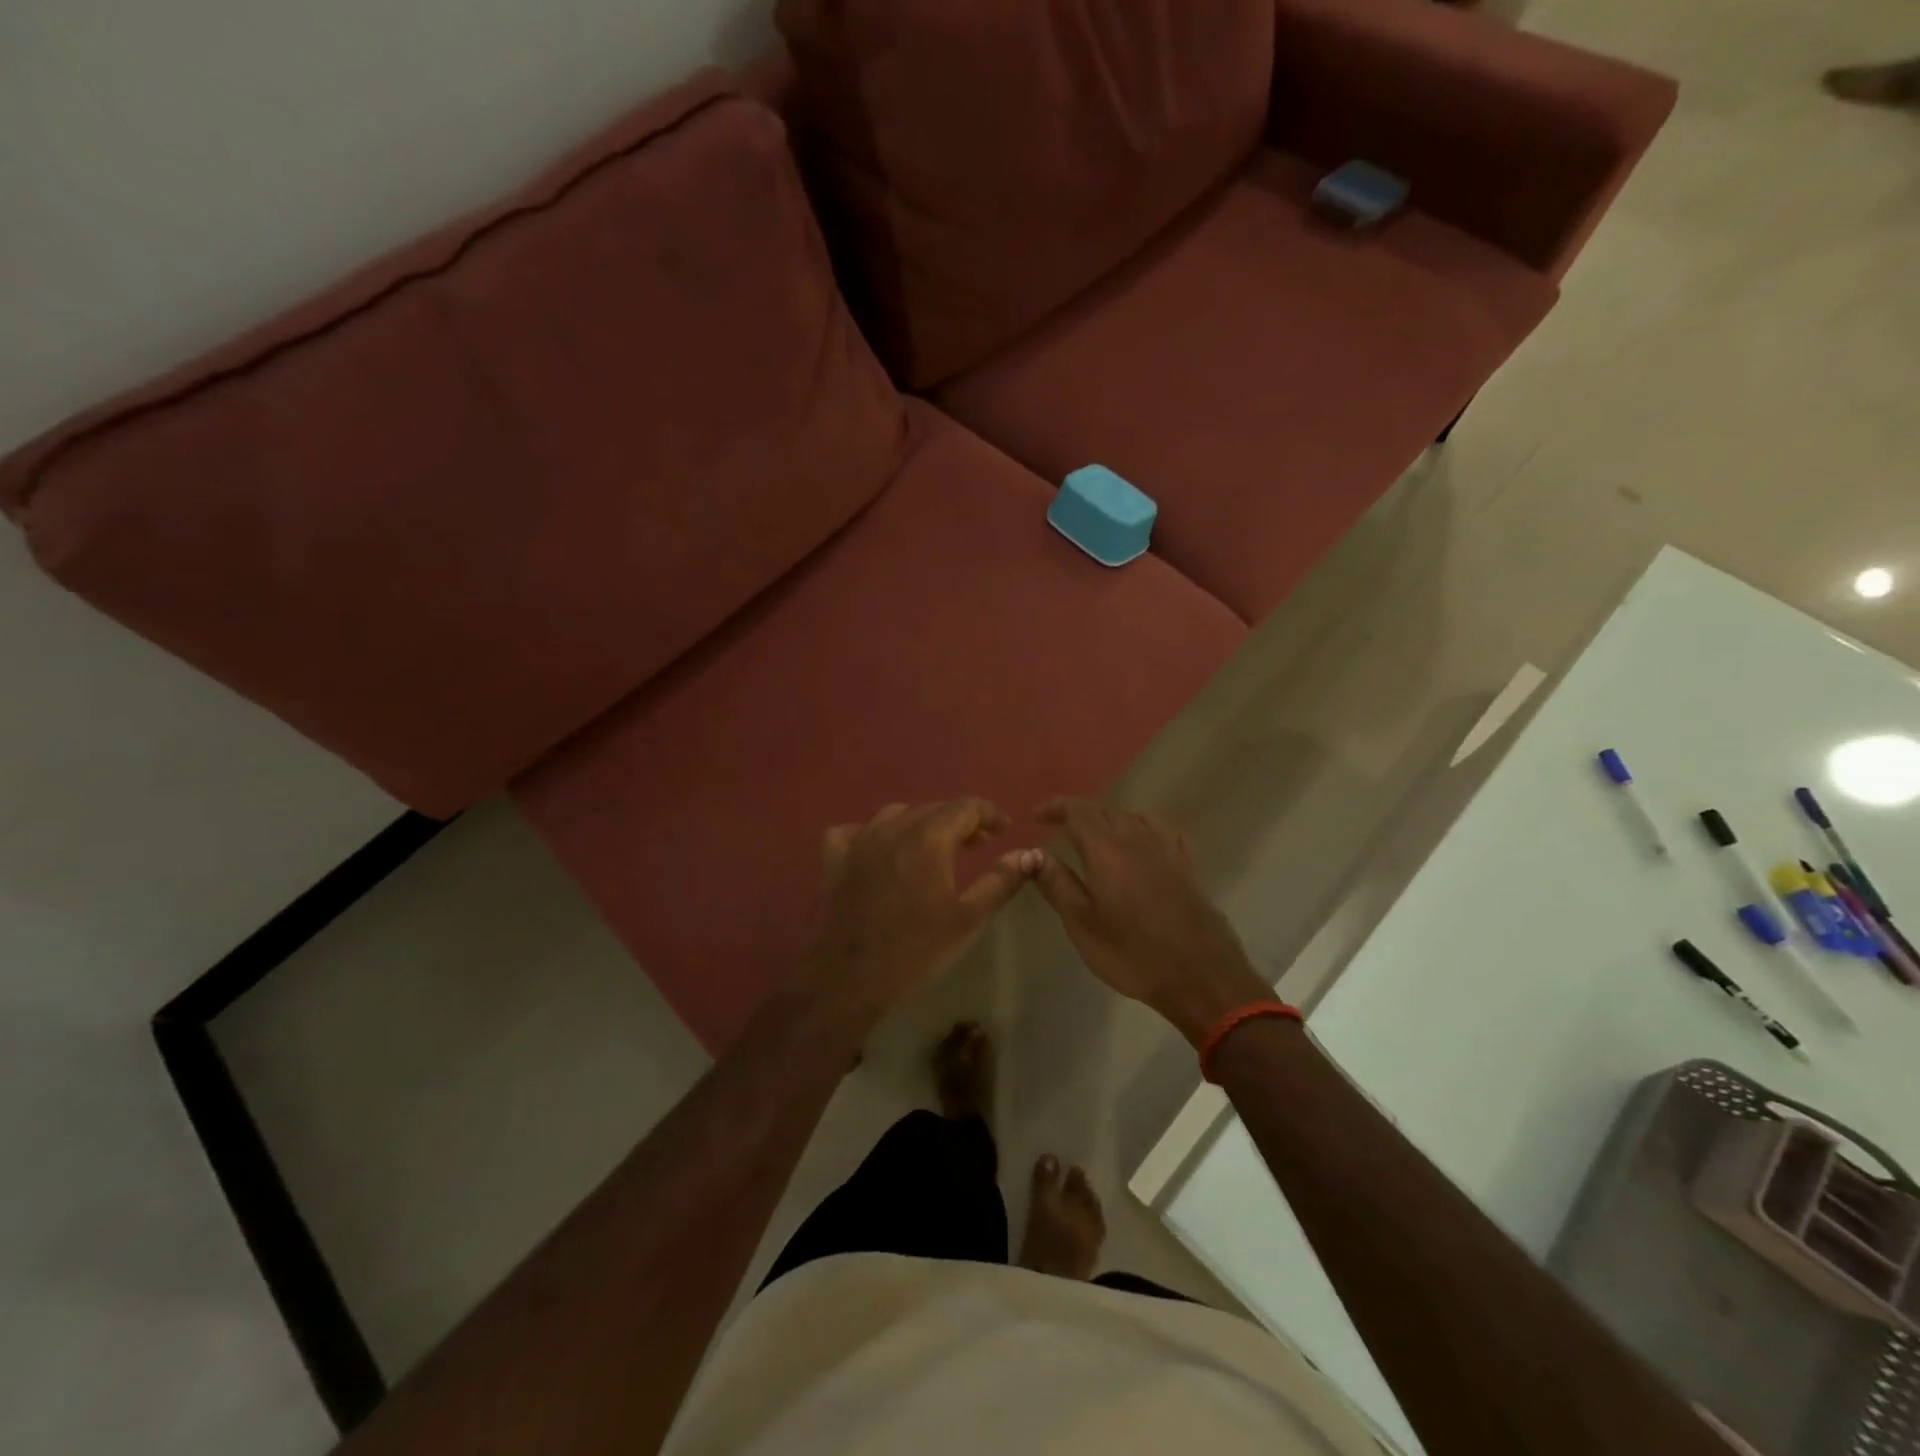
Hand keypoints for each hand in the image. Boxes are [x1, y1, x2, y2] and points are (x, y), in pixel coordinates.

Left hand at [794, 799, 1039, 1031]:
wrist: (852, 977)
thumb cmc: (917, 949)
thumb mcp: (969, 918)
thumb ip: (1001, 881)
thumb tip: (1029, 855)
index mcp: (928, 838)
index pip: (966, 806)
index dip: (990, 814)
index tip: (1004, 831)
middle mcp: (893, 828)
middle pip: (933, 808)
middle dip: (960, 821)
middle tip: (977, 845)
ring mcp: (859, 840)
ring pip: (896, 815)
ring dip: (921, 824)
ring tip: (934, 847)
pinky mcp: (835, 857)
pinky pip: (856, 831)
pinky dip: (874, 834)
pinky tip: (881, 851)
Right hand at [1032, 798, 1269, 1045]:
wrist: (1201, 976)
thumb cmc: (1132, 954)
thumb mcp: (1082, 924)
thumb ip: (1056, 883)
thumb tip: (1032, 853)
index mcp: (1106, 849)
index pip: (1078, 810)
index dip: (1055, 807)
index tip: (1037, 818)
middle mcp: (1137, 838)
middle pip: (1105, 810)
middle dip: (1079, 814)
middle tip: (1060, 830)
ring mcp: (1167, 850)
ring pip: (1133, 817)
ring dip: (1109, 819)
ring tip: (1095, 837)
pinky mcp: (1188, 864)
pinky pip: (1160, 830)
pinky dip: (1140, 828)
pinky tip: (1140, 843)